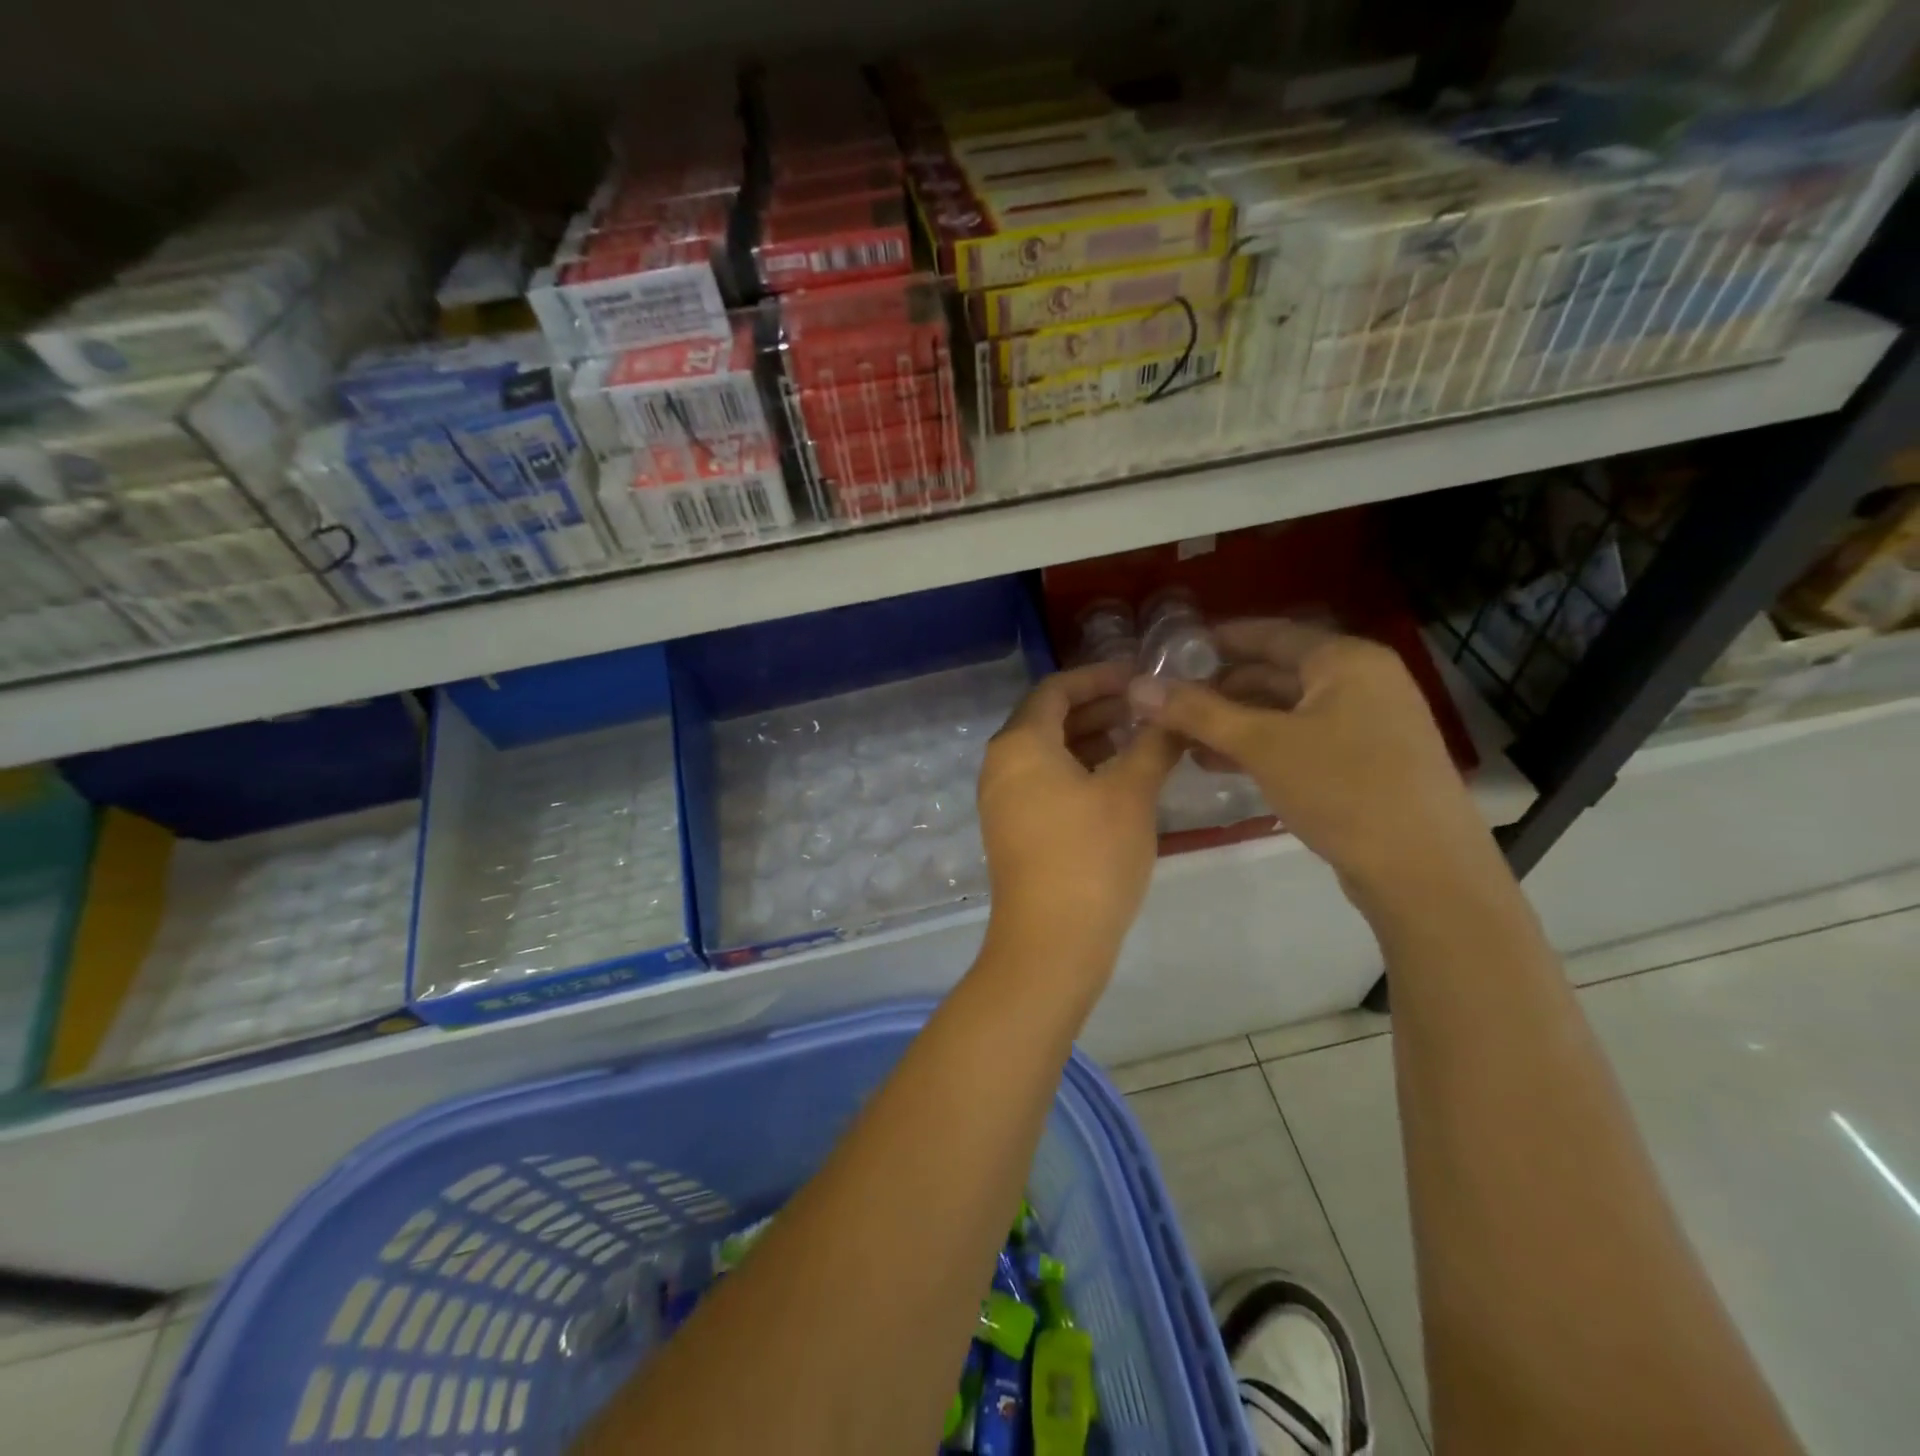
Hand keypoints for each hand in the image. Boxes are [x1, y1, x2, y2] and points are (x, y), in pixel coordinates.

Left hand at [978, 661, 1181, 964]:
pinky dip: (1078, 770)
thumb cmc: (1091, 856)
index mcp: (1020, 743)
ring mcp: (1002, 799)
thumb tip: (1171, 712)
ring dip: (1091, 740)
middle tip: (1148, 708)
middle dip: (1099, 708)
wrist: (1052, 942)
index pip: (1056, 689)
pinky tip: (1118, 781)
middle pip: (1049, 718)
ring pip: (1048, 752)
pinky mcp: (1012, 829)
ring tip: (1141, 741)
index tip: (1141, 677)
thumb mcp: (1131, 793)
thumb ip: (1153, 744)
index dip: (1099, 677)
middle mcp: (1001, 764)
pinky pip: (1044, 781)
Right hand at [1126, 621, 1497, 899]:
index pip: (1270, 633)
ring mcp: (1369, 723)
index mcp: (1346, 660)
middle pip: (1277, 672)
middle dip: (1221, 689)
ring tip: (1186, 740)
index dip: (1218, 640)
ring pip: (1287, 711)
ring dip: (1236, 723)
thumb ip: (1198, 713)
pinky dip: (1263, 747)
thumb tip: (1137, 687)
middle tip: (1170, 704)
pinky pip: (1303, 739)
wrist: (1424, 871)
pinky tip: (1224, 765)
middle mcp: (1362, 682)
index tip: (1171, 653)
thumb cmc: (1343, 789)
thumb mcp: (1262, 746)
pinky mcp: (1367, 762)